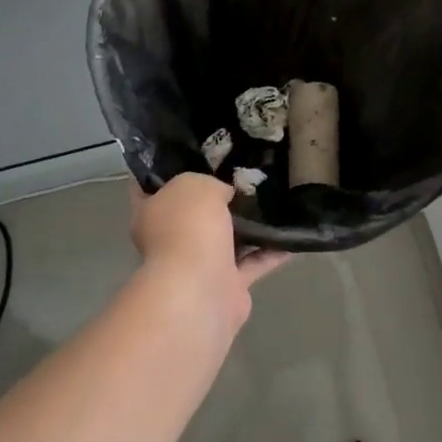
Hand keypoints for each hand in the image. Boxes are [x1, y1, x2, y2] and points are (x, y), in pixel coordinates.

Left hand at [130, 175, 286, 329]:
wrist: (201, 288)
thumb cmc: (188, 227)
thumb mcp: (195, 184)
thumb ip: (210, 183)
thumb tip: (225, 195)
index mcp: (151, 213)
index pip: (150, 186)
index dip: (167, 169)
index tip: (192, 153)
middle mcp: (171, 239)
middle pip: (194, 213)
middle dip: (217, 198)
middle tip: (245, 174)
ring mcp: (198, 264)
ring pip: (226, 239)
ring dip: (248, 226)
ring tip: (275, 200)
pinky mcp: (227, 285)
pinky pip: (253, 262)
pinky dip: (271, 251)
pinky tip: (291, 235)